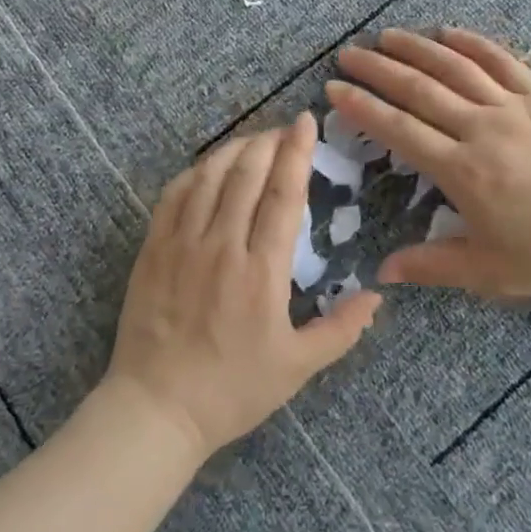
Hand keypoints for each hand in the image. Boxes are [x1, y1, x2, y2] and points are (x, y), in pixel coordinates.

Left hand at [105, 113, 381, 459]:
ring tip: (252, 141)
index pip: (283, 194)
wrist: (156, 410)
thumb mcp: (297, 367)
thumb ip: (340, 329)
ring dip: (234, 149)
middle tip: (283, 130)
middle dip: (268, 141)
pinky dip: (195, 171)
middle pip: (247, 173)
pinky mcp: (153, 249)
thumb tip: (377, 296)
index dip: (296, 152)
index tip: (305, 122)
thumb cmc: (232, 390)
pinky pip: (174, 194)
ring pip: (210, 176)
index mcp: (261, 271)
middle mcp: (222, 246)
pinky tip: (208, 167)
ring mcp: (182, 243)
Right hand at [327, 28, 530, 297]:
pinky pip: (502, 61)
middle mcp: (480, 129)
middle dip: (378, 69)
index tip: (335, 88)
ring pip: (455, 67)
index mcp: (462, 171)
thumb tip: (381, 271)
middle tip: (348, 53)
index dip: (362, 107)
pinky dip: (473, 44)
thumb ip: (432, 266)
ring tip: (387, 35)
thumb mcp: (489, 270)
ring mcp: (513, 107)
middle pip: (419, 89)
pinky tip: (449, 32)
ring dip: (417, 47)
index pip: (399, 129)